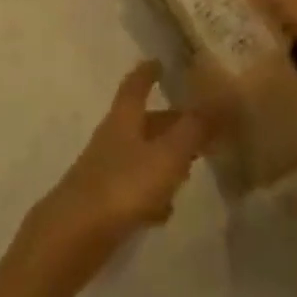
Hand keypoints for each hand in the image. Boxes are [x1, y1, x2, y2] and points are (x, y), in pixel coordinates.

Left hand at [25, 62, 208, 280]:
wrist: (75, 234)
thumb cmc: (123, 186)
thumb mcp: (166, 156)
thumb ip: (193, 129)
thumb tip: (220, 97)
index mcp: (123, 120)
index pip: (135, 86)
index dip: (147, 73)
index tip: (159, 61)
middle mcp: (112, 139)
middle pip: (143, 123)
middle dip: (169, 121)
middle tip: (199, 123)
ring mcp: (106, 170)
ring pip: (141, 155)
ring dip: (163, 157)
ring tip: (190, 165)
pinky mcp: (105, 201)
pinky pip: (135, 188)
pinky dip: (152, 192)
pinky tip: (165, 210)